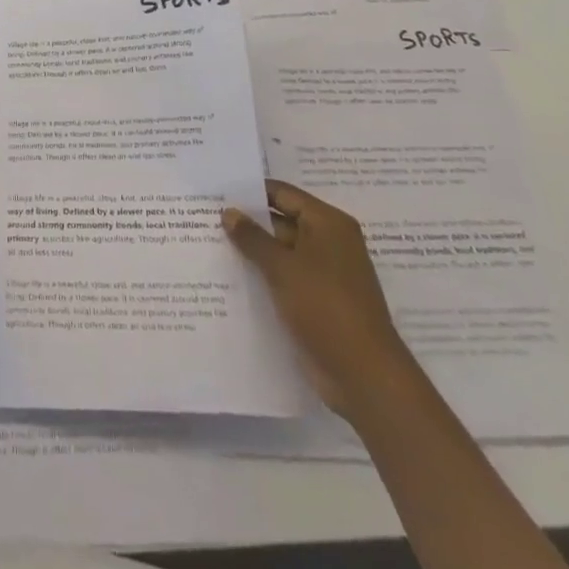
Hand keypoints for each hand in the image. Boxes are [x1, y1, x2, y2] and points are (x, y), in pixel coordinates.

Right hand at [223, 179, 416, 419]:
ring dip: (252, 252)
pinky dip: (262, 276)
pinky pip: (284, 278)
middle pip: (281, 221)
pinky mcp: (317, 301)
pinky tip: (229, 277)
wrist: (364, 376)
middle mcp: (329, 242)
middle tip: (204, 218)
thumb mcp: (283, 268)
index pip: (282, 194)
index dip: (250, 192)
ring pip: (280, 252)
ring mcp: (324, 274)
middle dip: (247, 223)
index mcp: (328, 224)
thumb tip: (229, 212)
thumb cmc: (326, 308)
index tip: (215, 192)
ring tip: (209, 245)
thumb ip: (252, 237)